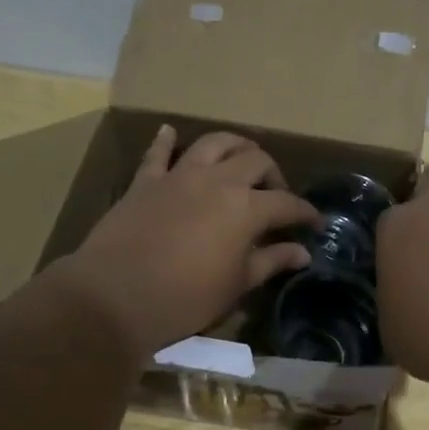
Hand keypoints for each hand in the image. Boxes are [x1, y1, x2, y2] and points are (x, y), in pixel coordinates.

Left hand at [50, 127, 319, 356]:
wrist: (115, 296)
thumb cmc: (185, 298)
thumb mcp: (235, 285)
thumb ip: (270, 261)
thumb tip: (302, 252)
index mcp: (246, 208)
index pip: (286, 203)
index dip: (305, 212)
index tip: (313, 223)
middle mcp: (218, 181)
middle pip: (255, 161)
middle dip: (273, 174)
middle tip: (275, 195)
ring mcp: (179, 176)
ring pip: (213, 143)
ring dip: (233, 145)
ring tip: (241, 158)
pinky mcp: (146, 181)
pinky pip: (157, 153)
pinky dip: (165, 140)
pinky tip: (169, 132)